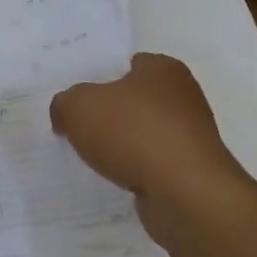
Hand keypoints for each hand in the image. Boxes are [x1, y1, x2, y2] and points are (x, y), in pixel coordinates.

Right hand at [50, 54, 244, 206]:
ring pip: (145, 135)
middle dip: (111, 115)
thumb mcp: (78, 107)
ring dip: (124, 146)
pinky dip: (137, 171)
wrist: (184, 192)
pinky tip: (117, 180)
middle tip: (78, 128)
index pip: (129, 64)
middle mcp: (183, 96)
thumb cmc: (133, 133)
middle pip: (136, 101)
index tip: (80, 98)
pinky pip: (154, 165)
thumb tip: (64, 115)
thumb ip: (64, 104)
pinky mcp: (192, 170)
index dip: (102, 78)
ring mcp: (191, 135)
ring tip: (93, 159)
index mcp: (162, 68)